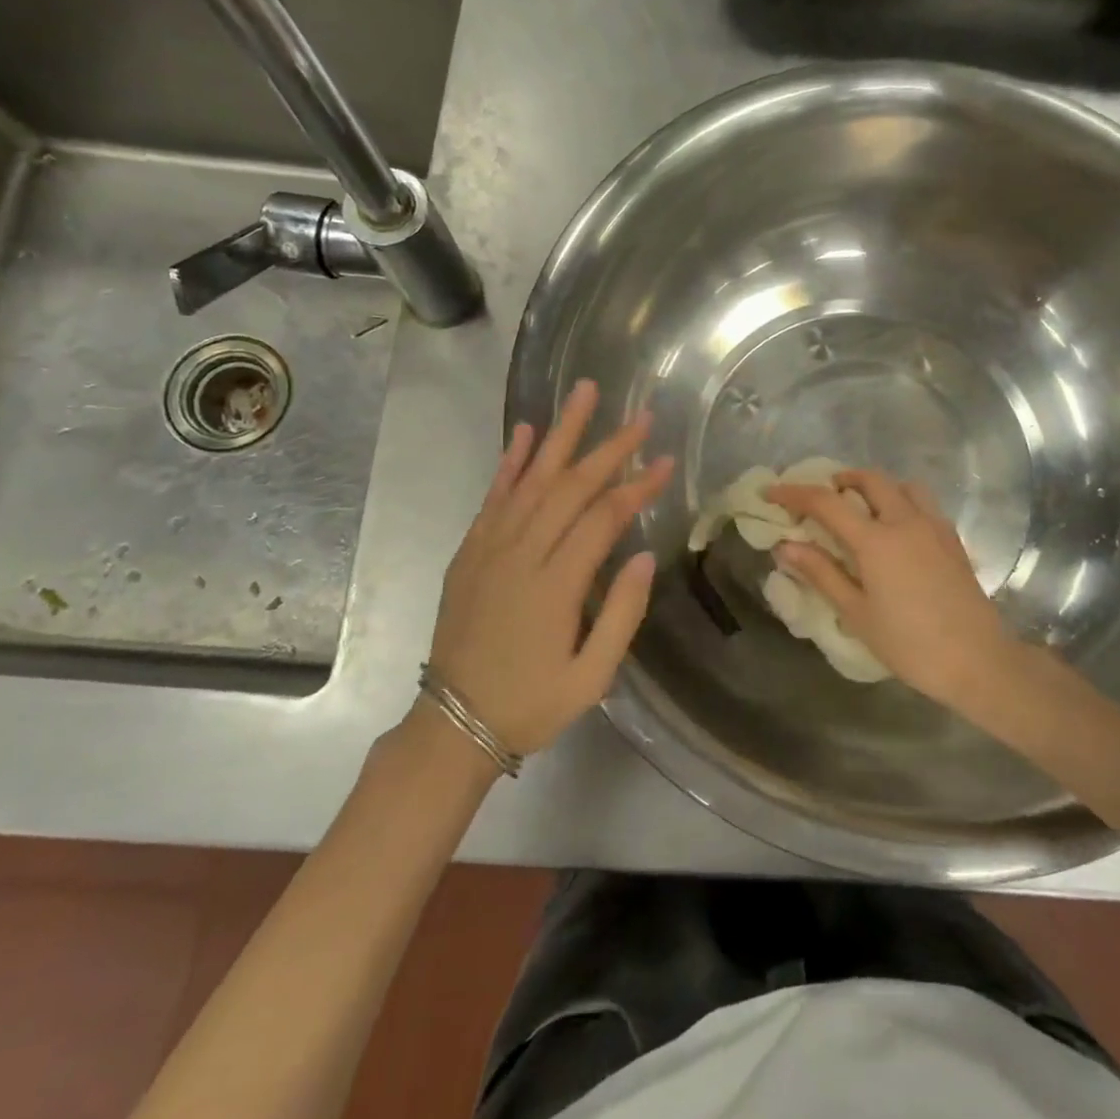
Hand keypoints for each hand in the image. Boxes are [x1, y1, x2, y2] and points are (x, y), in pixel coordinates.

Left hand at [428, 380, 673, 757]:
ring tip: (582, 394)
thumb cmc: (532, 704)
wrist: (454, 724)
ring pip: (531, 479)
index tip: (665, 460)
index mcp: (556, 586)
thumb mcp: (592, 677)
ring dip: (560, 434)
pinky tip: (524, 433)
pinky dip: (510, 462)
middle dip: (608, 447)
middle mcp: (520, 554)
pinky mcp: (470, 551)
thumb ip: (622, 614)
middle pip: (569, 486)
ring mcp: (489, 548)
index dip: (636, 485)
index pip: (602, 518)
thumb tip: (642, 554)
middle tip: (639, 416)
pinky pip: (493, 497)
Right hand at [763, 470, 1029, 714]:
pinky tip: (895, 530)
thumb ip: (821, 573)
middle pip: (870, 480)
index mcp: (876, 540)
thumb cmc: (910, 644)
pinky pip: (923, 504)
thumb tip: (784, 545)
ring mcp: (934, 527)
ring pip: (902, 485)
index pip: (826, 502)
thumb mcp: (856, 613)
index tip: (770, 492)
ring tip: (860, 508)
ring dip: (875, 486)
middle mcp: (906, 521)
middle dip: (840, 480)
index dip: (793, 493)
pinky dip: (901, 501)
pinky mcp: (953, 540)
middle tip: (820, 498)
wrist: (978, 661)